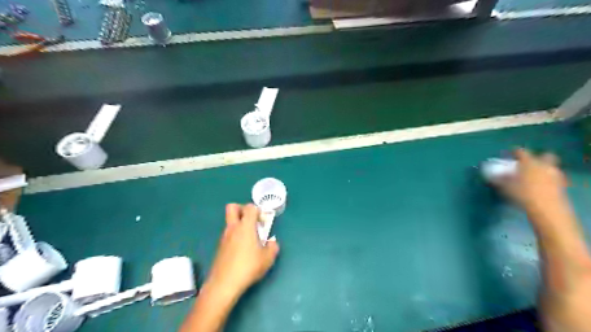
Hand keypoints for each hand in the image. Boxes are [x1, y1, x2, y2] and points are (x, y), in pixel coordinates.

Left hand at [206, 204, 279, 298]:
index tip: (263, 220)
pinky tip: (242, 251)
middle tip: (252, 220)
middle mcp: (233, 228)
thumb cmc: (248, 267)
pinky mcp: (220, 247)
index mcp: (245, 226)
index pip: (249, 207)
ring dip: (239, 225)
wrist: (224, 284)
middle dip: (242, 209)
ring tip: (250, 240)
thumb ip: (272, 247)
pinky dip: (235, 236)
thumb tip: (272, 243)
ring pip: (230, 222)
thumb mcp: (267, 259)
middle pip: (232, 207)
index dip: (257, 210)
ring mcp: (224, 237)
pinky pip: (228, 235)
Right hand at [493, 148, 570, 213]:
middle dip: (538, 157)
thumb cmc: (522, 194)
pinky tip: (541, 186)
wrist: (547, 208)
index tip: (509, 153)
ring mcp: (555, 175)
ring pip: (551, 167)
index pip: (521, 152)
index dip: (514, 151)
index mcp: (529, 163)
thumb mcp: (505, 187)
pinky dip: (548, 179)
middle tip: (529, 163)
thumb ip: (499, 179)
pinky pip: (554, 178)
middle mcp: (544, 165)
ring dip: (543, 169)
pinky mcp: (561, 185)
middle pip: (545, 155)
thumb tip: (492, 176)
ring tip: (534, 176)